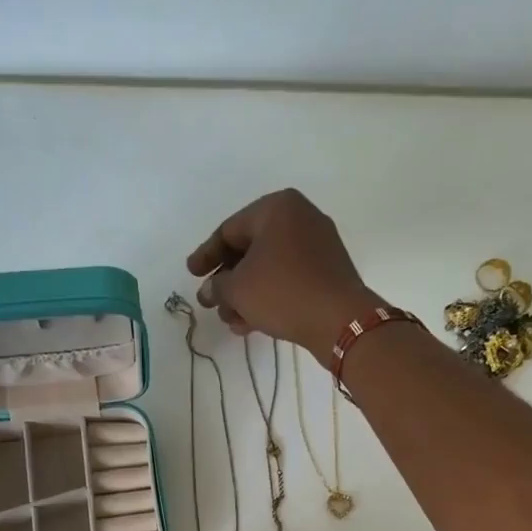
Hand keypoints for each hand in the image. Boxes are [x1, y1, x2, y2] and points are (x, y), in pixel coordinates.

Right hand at [186, 188, 383, 351]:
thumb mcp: (238, 289)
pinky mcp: (328, 271)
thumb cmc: (282, 292)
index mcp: (277, 207)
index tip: (191, 274)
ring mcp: (318, 244)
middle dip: (228, 280)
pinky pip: (289, 278)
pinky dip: (268, 296)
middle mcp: (300, 218)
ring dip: (245, 294)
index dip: (206, 255)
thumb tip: (209, 291)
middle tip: (210, 302)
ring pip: (269, 267)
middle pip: (250, 249)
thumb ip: (216, 286)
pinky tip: (251, 323)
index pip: (229, 230)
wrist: (340, 319)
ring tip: (230, 320)